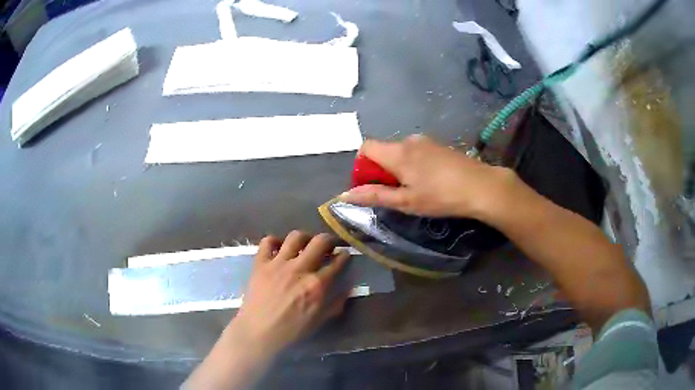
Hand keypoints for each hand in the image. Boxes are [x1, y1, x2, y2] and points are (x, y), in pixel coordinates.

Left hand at [231, 231, 349, 354]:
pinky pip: (267, 241)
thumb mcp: (319, 321)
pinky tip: (278, 248)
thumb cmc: (291, 330)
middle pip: (320, 242)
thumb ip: (336, 304)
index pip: (337, 262)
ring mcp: (278, 263)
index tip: (345, 255)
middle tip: (328, 245)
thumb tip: (348, 289)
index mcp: (317, 285)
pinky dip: (274, 241)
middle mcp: (300, 269)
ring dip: (304, 237)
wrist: (258, 331)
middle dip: (329, 240)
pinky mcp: (261, 263)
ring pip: (296, 237)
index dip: (344, 256)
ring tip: (305, 244)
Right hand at [339, 135, 516, 219]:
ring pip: (401, 152)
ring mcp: (426, 141)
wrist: (481, 186)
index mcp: (397, 152)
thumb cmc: (440, 196)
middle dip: (382, 170)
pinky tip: (430, 182)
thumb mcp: (405, 201)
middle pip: (384, 150)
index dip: (362, 165)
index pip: (366, 147)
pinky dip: (414, 165)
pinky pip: (417, 152)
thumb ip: (374, 195)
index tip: (372, 185)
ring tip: (415, 190)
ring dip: (399, 168)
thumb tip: (344, 195)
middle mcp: (409, 141)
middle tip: (395, 193)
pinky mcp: (440, 145)